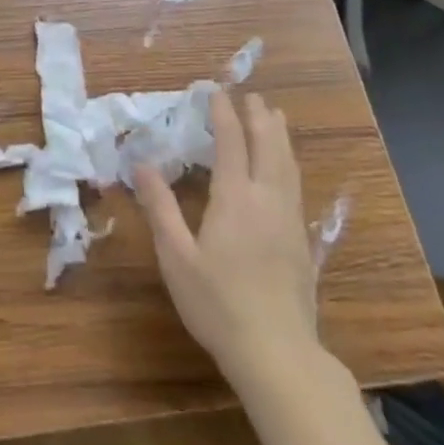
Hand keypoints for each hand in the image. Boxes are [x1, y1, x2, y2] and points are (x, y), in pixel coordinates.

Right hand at [134, 88, 323, 383]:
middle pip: (267, 146)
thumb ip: (160, 207)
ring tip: (274, 115)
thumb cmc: (218, 303)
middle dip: (258, 117)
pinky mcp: (301, 240)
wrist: (277, 353)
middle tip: (249, 95)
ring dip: (278, 135)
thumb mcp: (176, 256)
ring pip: (287, 164)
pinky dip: (288, 162)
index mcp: (235, 199)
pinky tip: (285, 167)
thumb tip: (142, 164)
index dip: (223, 115)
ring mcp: (288, 220)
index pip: (231, 143)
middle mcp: (266, 200)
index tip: (216, 92)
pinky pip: (295, 184)